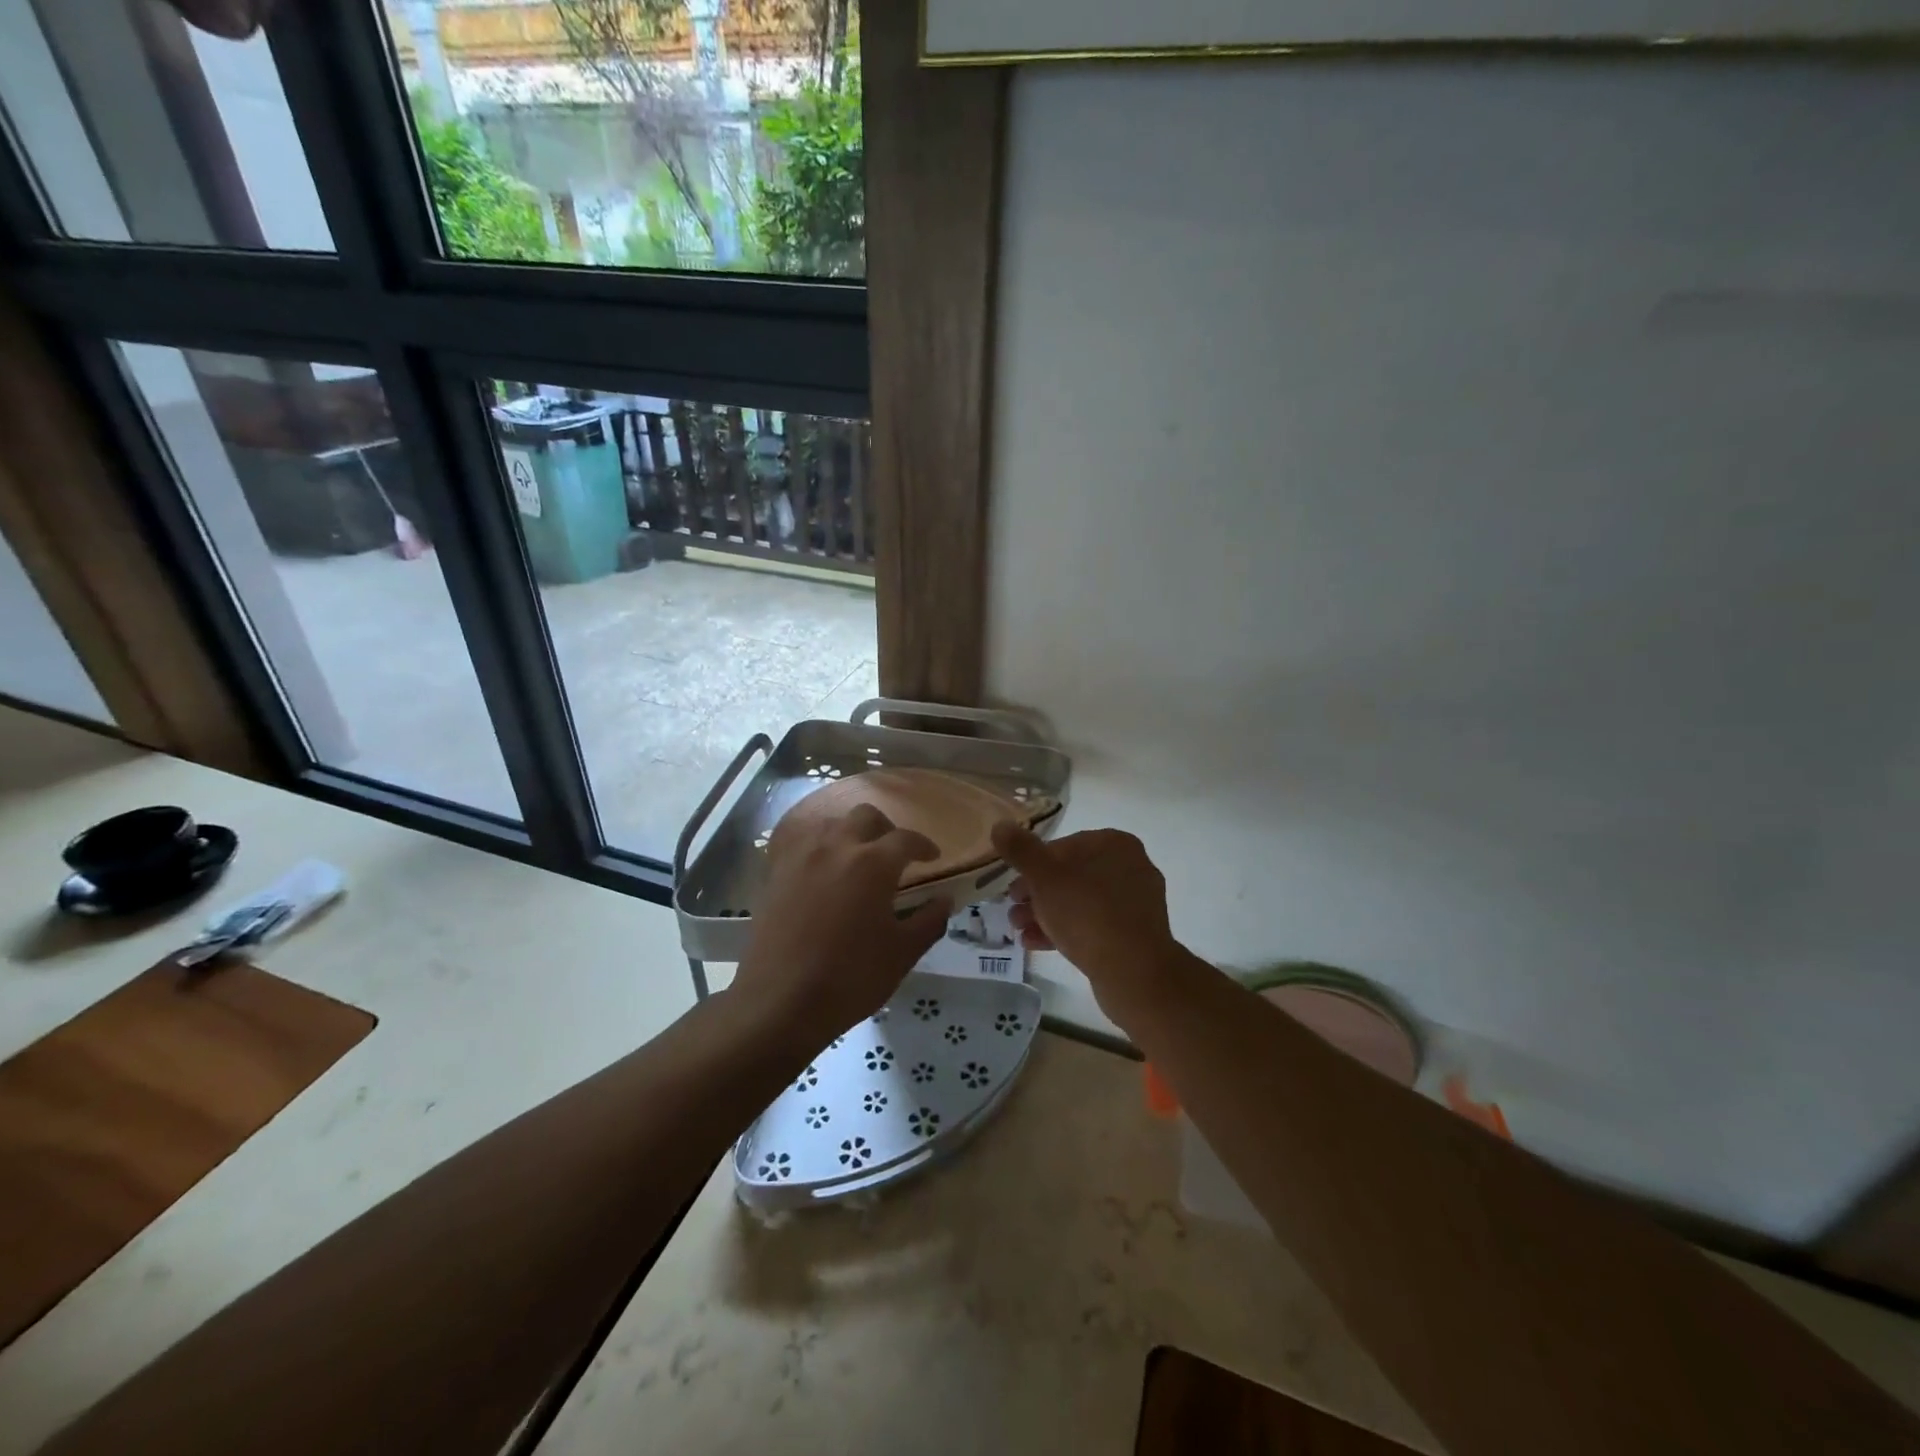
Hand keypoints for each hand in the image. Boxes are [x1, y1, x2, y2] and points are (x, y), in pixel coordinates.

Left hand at [733, 804, 951, 1048]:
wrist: (779, 1002)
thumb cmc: (850, 979)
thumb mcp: (902, 954)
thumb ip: (928, 921)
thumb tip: (945, 900)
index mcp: (872, 863)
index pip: (906, 839)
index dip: (924, 846)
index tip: (933, 858)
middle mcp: (836, 847)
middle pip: (866, 816)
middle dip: (886, 829)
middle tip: (895, 855)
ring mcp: (801, 857)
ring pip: (831, 824)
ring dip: (851, 833)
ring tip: (858, 859)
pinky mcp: (776, 873)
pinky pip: (801, 843)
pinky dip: (819, 847)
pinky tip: (823, 870)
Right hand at [991, 823, 1185, 1020]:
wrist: (1134, 972)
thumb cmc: (1087, 913)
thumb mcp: (1044, 877)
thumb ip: (1020, 850)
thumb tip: (1000, 825)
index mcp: (1114, 844)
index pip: (1063, 846)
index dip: (1032, 865)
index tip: (1012, 887)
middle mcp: (1130, 867)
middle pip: (1071, 875)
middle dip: (1037, 894)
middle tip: (1013, 910)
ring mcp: (1136, 902)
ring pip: (1080, 902)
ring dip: (1046, 913)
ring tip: (1019, 930)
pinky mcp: (1135, 934)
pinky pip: (1094, 924)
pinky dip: (1066, 930)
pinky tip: (1036, 944)